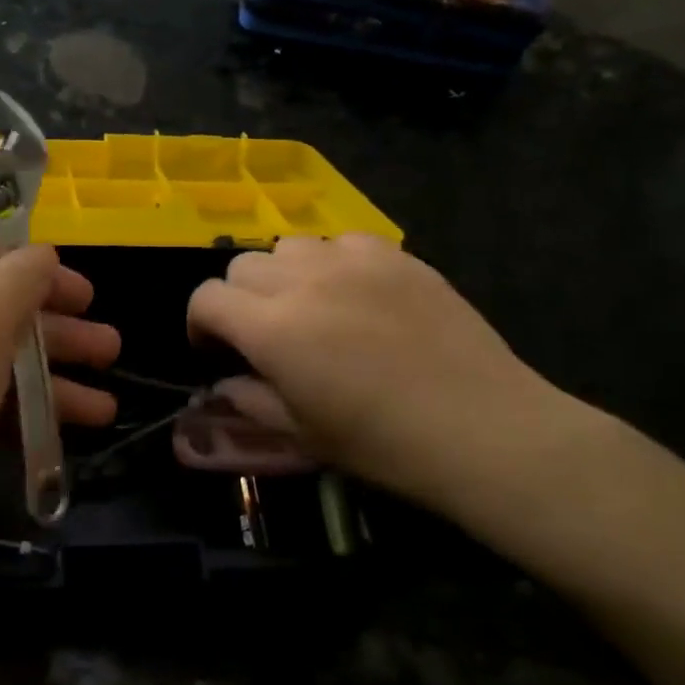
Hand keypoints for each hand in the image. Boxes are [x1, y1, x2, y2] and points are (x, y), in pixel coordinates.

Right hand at [187, 235, 583, 511]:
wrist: (483, 429)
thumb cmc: (383, 443)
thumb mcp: (301, 433)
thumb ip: (250, 400)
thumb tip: (227, 382)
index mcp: (272, 329)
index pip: (206, 298)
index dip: (200, 324)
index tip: (216, 351)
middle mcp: (303, 282)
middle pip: (242, 265)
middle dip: (239, 299)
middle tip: (263, 333)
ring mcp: (353, 262)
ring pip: (290, 246)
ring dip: (284, 275)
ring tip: (309, 306)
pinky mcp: (397, 256)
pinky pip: (343, 241)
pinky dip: (333, 262)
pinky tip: (356, 293)